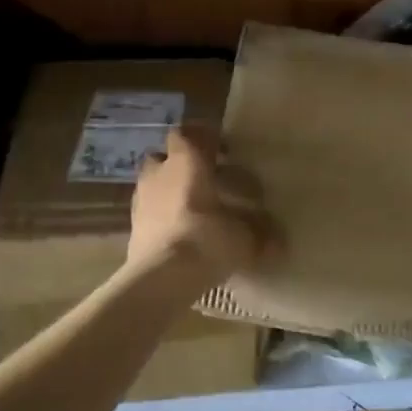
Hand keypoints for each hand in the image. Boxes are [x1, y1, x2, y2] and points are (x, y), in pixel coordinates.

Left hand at [127, 127, 272, 277]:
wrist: (161, 277)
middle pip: (164, 156)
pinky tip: (177, 234)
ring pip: (152, 184)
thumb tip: (280, 242)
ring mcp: (140, 199)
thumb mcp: (245, 238)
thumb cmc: (207, 240)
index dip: (203, 138)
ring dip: (167, 191)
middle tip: (204, 181)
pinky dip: (160, 217)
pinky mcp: (131, 226)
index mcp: (187, 161)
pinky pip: (147, 212)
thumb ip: (261, 235)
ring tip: (190, 210)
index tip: (223, 151)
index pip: (189, 133)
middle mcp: (159, 172)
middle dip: (180, 165)